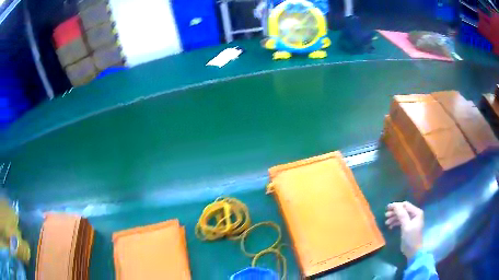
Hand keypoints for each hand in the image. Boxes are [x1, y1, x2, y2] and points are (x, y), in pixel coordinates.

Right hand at [385, 201, 423, 258]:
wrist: (413, 251)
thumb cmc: (411, 238)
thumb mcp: (406, 226)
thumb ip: (401, 215)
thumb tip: (395, 205)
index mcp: (416, 212)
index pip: (405, 205)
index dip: (396, 205)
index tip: (387, 208)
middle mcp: (415, 214)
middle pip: (403, 210)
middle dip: (394, 212)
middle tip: (385, 215)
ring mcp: (412, 220)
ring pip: (401, 215)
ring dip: (394, 218)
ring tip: (386, 222)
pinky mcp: (408, 226)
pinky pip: (401, 221)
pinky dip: (395, 223)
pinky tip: (390, 226)